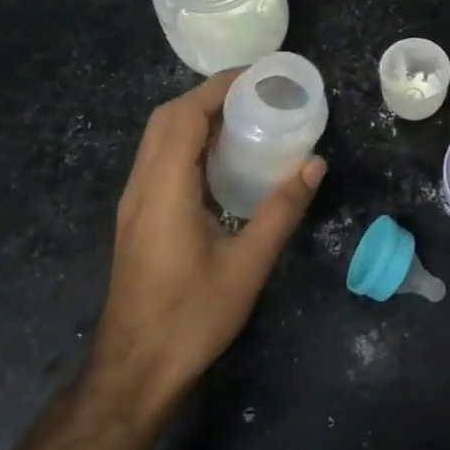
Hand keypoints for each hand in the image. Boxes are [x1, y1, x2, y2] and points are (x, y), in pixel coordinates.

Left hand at [84, 72, 325, 412]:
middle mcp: (141, 186)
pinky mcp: (135, 217)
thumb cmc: (192, 317)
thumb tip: (316, 163)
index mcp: (165, 189)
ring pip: (157, 138)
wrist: (134, 371)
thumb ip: (282, 209)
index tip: (258, 79)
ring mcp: (133, 202)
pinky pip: (157, 159)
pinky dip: (186, 141)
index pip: (184, 116)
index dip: (218, 88)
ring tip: (242, 119)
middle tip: (255, 97)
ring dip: (195, 117)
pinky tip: (218, 160)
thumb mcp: (248, 264)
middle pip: (166, 119)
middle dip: (208, 97)